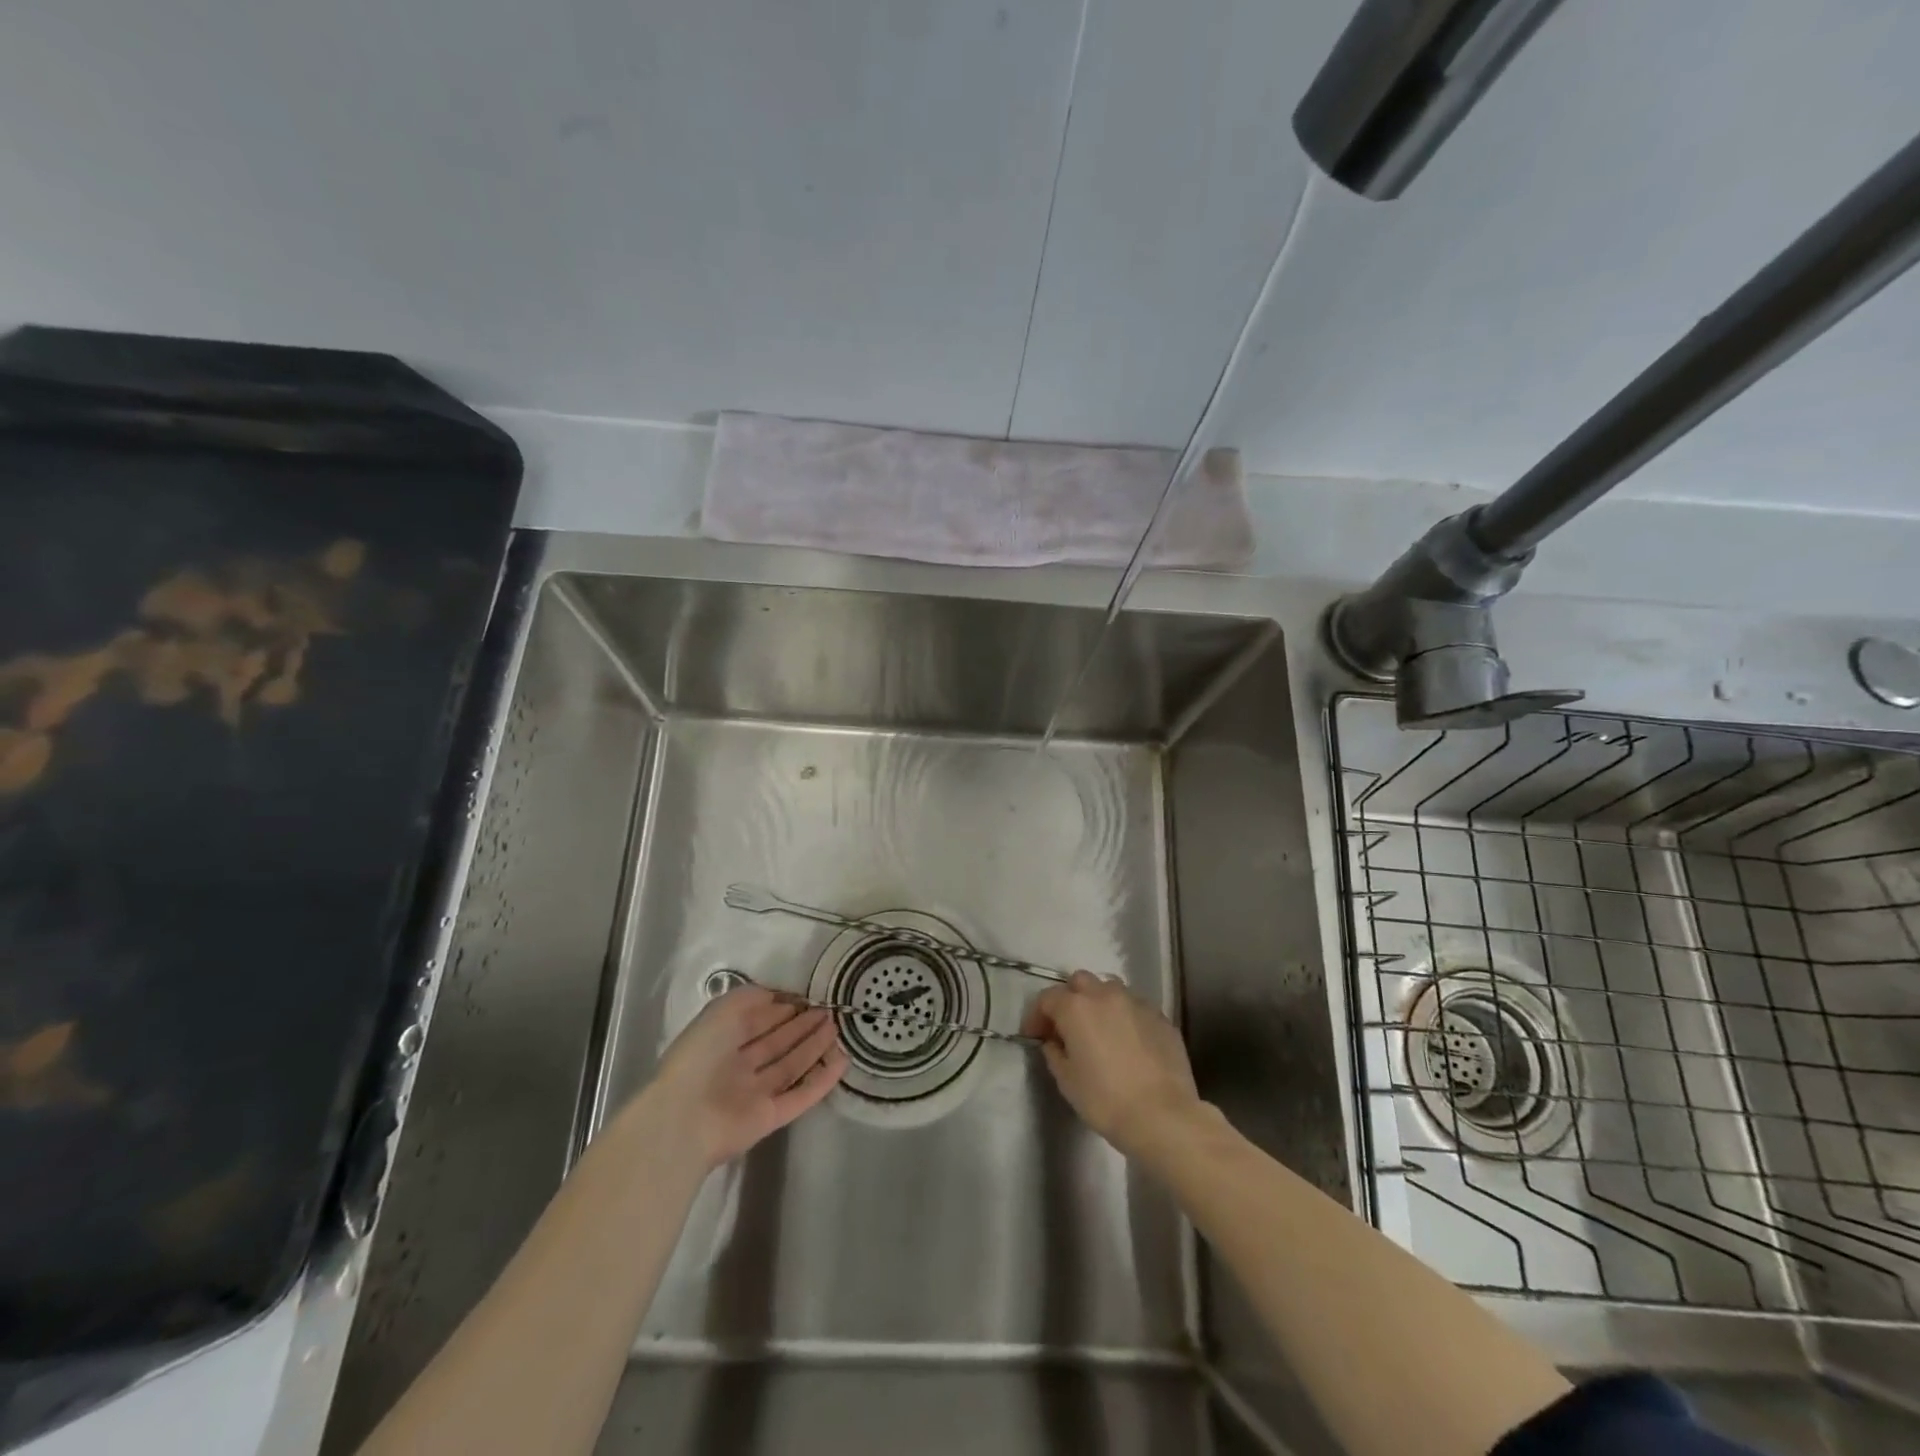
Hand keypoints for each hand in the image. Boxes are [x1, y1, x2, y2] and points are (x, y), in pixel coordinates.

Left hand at [645, 987, 847, 1169]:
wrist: (685, 1117)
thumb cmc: (701, 1054)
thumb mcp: (722, 1010)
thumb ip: (750, 997)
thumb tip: (777, 996)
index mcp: (721, 1040)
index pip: (758, 1020)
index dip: (782, 1008)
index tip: (809, 997)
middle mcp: (738, 1066)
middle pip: (777, 1042)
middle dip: (802, 1026)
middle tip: (829, 1012)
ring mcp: (754, 1093)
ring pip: (790, 1066)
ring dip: (814, 1047)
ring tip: (837, 1028)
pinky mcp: (769, 1117)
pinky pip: (800, 1095)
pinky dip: (822, 1080)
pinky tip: (842, 1060)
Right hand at [1021, 970, 1201, 1158]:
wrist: (1163, 1116)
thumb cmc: (1106, 1100)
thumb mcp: (1067, 1081)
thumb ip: (1055, 1053)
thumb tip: (1054, 1042)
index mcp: (1076, 1008)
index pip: (1047, 998)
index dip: (1036, 1015)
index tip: (1034, 1035)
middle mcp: (1105, 995)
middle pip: (1080, 981)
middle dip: (1069, 999)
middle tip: (1067, 1027)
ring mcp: (1136, 1003)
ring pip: (1110, 989)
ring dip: (1099, 1002)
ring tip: (1100, 1029)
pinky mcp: (1161, 1017)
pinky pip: (1135, 1007)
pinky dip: (1125, 1016)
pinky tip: (1128, 1042)